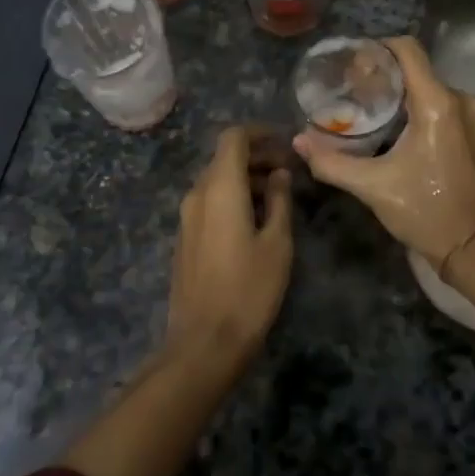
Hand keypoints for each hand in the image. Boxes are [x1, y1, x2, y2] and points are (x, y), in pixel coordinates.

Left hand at [166, 126, 293, 359]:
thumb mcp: (277, 244)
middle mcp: (197, 194)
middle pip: (225, 158)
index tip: (286, 143)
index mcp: (220, 188)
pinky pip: (209, 202)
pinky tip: (256, 219)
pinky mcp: (185, 237)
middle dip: (257, 156)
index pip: (234, 138)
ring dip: (246, 178)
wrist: (204, 342)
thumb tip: (279, 174)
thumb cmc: (248, 290)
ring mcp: (187, 217)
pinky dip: (233, 197)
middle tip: (289, 171)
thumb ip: (279, 201)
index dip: (260, 133)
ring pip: (217, 180)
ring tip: (279, 196)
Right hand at [293, 37, 474, 269]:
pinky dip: (420, 110)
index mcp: (438, 104)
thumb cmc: (427, 213)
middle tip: (351, 93)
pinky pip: (445, 106)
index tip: (353, 64)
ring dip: (401, 96)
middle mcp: (462, 100)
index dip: (378, 48)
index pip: (407, 50)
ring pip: (430, 89)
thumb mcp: (373, 187)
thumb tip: (298, 142)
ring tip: (370, 113)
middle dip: (384, 77)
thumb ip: (331, 162)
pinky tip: (398, 131)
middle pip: (416, 70)